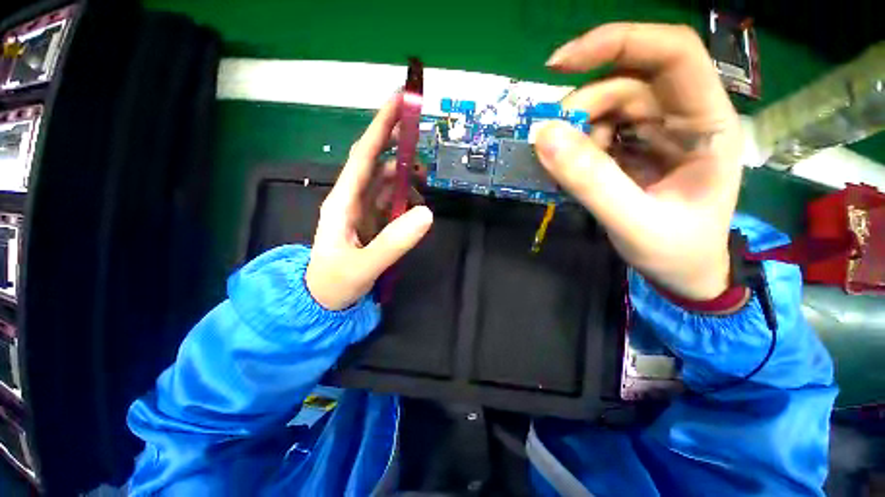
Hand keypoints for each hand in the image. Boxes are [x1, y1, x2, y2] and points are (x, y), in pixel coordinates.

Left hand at [305, 94, 433, 309]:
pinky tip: (415, 204)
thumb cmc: (333, 283)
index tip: (399, 100)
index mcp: (343, 202)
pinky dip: (404, 196)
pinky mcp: (371, 222)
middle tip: (420, 138)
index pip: (364, 156)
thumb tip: (427, 213)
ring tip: (423, 179)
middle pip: (374, 162)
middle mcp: (351, 199)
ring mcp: (362, 211)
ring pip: (384, 182)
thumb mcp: (364, 266)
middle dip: (395, 146)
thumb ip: (394, 242)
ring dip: (403, 175)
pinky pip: (389, 201)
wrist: (320, 301)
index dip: (381, 127)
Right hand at [536, 23, 742, 300]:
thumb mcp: (633, 222)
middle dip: (581, 106)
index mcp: (707, 124)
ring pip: (606, 108)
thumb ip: (590, 181)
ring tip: (562, 166)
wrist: (682, 275)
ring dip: (575, 132)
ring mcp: (656, 133)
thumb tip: (543, 137)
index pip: (672, 54)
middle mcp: (682, 117)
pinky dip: (575, 148)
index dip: (617, 44)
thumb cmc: (676, 252)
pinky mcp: (633, 150)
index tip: (560, 65)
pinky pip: (597, 134)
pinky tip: (569, 170)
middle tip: (548, 141)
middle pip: (627, 82)